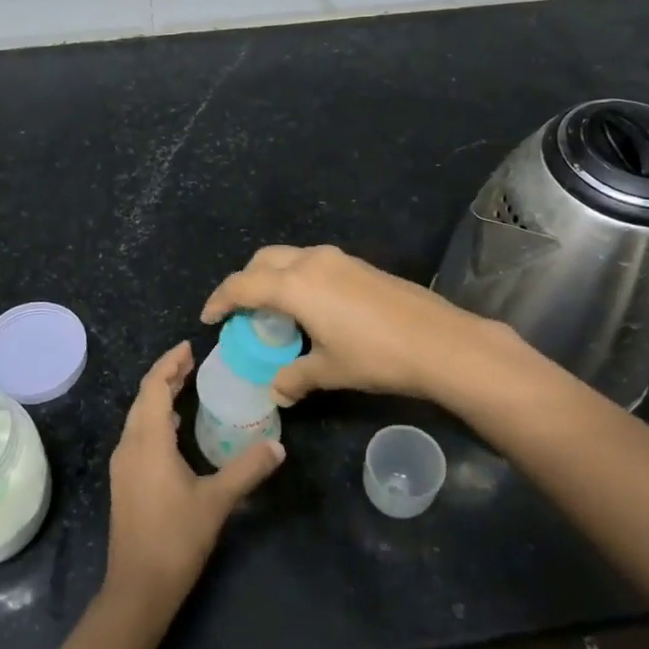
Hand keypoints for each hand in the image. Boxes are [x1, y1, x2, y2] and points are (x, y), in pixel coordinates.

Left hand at [102, 342, 284, 619]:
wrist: (138, 588)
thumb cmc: (176, 539)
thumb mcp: (217, 501)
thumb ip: (247, 470)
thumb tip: (278, 447)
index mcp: (148, 442)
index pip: (153, 387)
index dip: (169, 364)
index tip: (189, 347)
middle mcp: (129, 447)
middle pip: (143, 399)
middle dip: (165, 376)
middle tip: (192, 362)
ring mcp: (123, 466)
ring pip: (138, 418)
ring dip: (158, 397)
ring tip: (185, 386)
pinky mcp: (124, 483)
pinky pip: (138, 436)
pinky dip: (155, 419)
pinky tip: (174, 428)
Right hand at [201, 245, 506, 407]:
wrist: (440, 342)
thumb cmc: (376, 356)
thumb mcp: (330, 370)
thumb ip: (295, 377)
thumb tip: (276, 391)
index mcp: (295, 285)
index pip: (242, 285)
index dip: (220, 300)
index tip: (209, 318)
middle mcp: (311, 261)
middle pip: (263, 261)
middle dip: (245, 282)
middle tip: (240, 312)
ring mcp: (338, 259)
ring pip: (289, 257)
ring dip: (272, 277)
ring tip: (273, 310)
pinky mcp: (358, 264)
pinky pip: (313, 263)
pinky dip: (297, 278)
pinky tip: (309, 307)